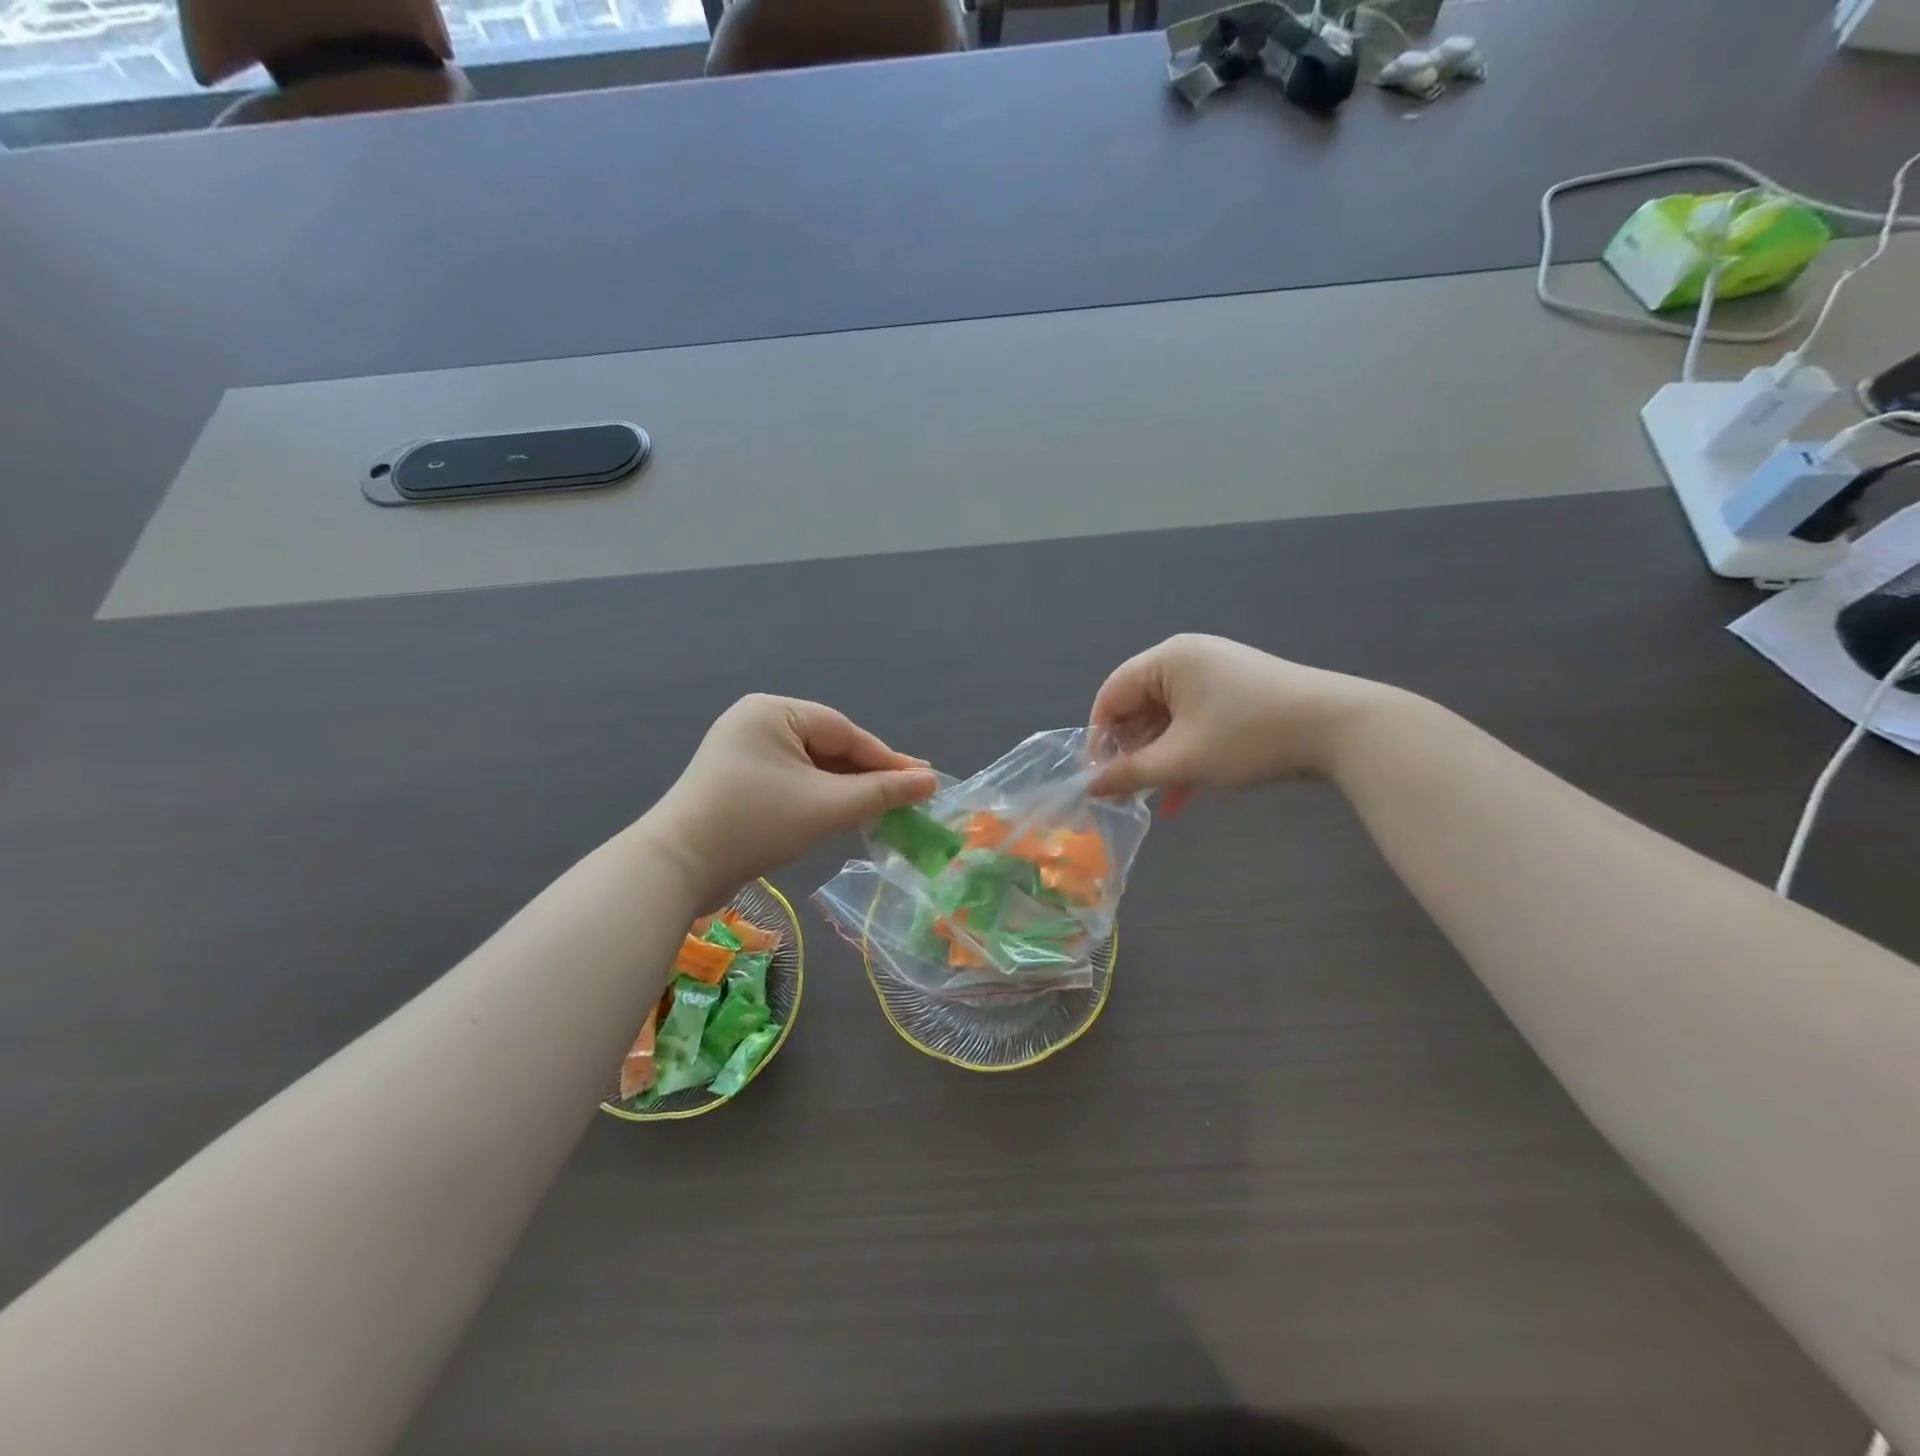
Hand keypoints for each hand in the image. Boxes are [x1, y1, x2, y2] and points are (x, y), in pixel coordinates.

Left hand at [645, 695, 936, 903]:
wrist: (677, 868)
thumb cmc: (754, 823)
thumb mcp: (826, 806)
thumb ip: (881, 792)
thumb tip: (930, 781)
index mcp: (772, 712)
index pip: (843, 732)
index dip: (886, 759)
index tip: (924, 780)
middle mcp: (756, 723)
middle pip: (828, 747)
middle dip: (866, 775)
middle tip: (908, 795)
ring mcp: (743, 753)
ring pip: (810, 767)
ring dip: (845, 789)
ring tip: (883, 808)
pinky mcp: (737, 783)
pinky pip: (791, 782)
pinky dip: (818, 798)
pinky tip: (844, 814)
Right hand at [1088, 634, 1394, 796]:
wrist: (1339, 728)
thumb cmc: (1248, 736)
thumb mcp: (1183, 760)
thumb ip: (1130, 773)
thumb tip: (1091, 786)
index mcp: (1166, 660)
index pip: (1111, 695)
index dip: (1098, 738)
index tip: (1098, 778)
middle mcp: (1186, 659)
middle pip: (1139, 707)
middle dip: (1130, 752)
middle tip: (1124, 792)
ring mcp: (1215, 674)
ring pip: (1168, 720)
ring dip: (1158, 760)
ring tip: (1151, 798)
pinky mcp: (1237, 694)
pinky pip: (1195, 722)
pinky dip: (1185, 755)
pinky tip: (1182, 797)